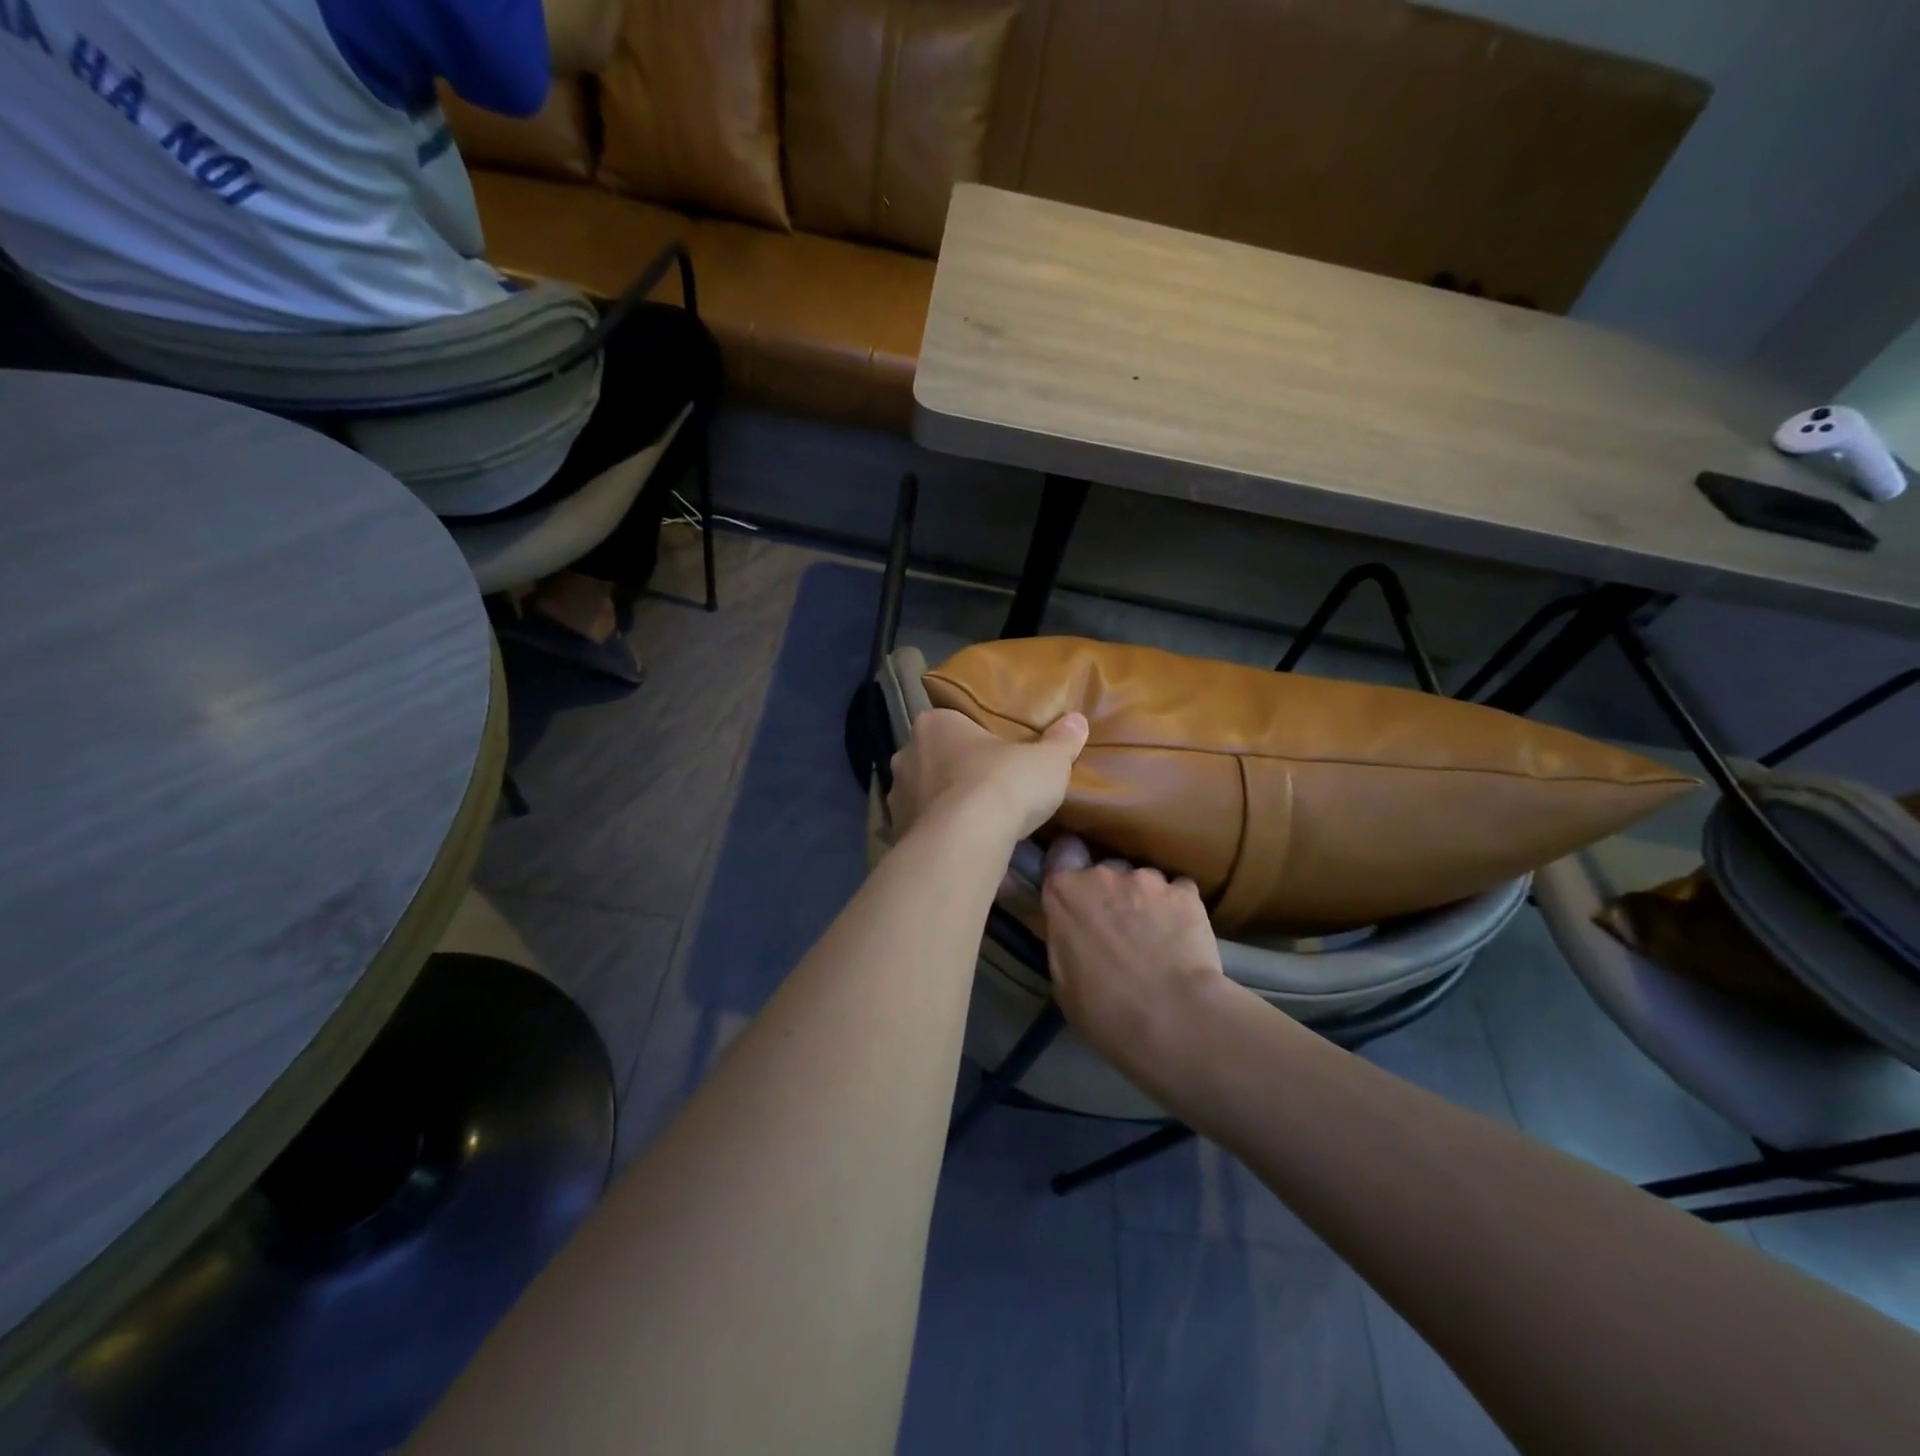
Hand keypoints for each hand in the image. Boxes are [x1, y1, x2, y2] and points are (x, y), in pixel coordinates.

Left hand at [887, 708, 1088, 844]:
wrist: (965, 843)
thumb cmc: (1003, 785)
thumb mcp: (1047, 761)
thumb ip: (1062, 740)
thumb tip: (1078, 721)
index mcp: (935, 724)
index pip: (953, 722)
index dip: (975, 738)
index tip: (996, 754)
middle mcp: (906, 755)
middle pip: (935, 759)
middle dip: (958, 773)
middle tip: (990, 789)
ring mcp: (896, 797)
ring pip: (926, 797)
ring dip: (946, 808)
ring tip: (979, 826)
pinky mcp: (897, 834)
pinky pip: (923, 832)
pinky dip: (942, 838)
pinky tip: (966, 851)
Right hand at [1041, 837, 1226, 1082]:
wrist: (1172, 1018)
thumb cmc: (1104, 1009)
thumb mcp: (1062, 980)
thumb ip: (1064, 939)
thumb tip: (1073, 932)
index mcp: (1064, 892)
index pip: (1062, 851)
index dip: (1070, 865)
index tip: (1076, 889)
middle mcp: (1103, 874)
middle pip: (1105, 870)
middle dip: (1110, 893)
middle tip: (1119, 928)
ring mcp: (1148, 879)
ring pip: (1144, 881)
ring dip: (1145, 901)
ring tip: (1157, 937)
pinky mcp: (1185, 892)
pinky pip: (1178, 893)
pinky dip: (1178, 910)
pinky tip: (1183, 938)